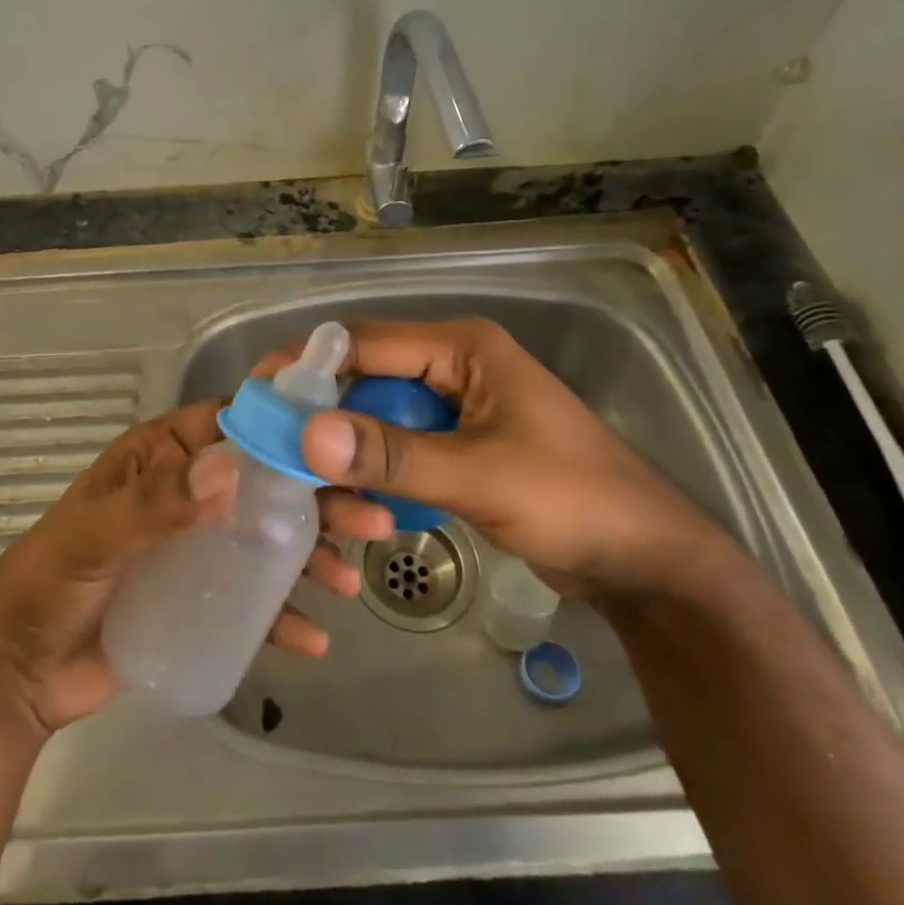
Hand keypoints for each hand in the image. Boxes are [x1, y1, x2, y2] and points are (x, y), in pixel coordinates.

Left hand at [0, 401, 392, 733]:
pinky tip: (314, 637)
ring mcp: (197, 546)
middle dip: (319, 498)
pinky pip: (251, 597)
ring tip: (352, 583)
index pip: (232, 423)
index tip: (344, 435)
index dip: (285, 423)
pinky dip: (284, 614)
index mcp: (162, 458)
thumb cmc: (49, 584)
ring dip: (314, 555)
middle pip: (265, 482)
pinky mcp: (199, 597)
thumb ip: (157, 504)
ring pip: (268, 538)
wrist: (17, 675)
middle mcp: (187, 492)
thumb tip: (230, 468)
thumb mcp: (97, 537)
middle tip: (373, 519)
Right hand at [279, 318, 730, 599]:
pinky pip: (397, 445)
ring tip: (301, 479)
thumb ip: (393, 456)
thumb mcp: (481, 476)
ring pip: (376, 413)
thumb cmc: (574, 501)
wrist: (646, 563)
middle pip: (364, 375)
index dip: (306, 364)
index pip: (363, 341)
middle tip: (268, 444)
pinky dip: (371, 467)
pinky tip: (348, 497)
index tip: (256, 395)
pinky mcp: (457, 444)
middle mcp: (452, 364)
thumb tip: (305, 434)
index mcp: (462, 347)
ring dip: (344, 445)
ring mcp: (455, 406)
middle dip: (319, 409)